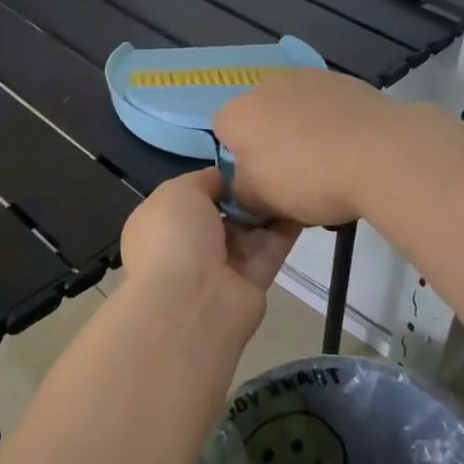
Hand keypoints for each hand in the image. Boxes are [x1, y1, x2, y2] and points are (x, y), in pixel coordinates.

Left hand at [119, 170, 299, 337]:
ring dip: (268, 208)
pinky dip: (287, 228)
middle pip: (223, 213)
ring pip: (249, 230)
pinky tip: (303, 201)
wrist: (193, 301)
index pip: (190, 197)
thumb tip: (224, 179)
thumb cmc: (174, 236)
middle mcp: (188, 245)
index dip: (215, 180)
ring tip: (293, 177)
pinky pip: (271, 248)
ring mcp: (221, 266)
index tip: (241, 162)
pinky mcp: (252, 282)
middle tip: (273, 166)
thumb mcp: (178, 191)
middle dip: (244, 193)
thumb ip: (203, 180)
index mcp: (161, 224)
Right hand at [213, 69, 406, 228]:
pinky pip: (328, 105)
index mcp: (238, 114)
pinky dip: (333, 122)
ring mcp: (309, 77)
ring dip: (304, 130)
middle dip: (272, 142)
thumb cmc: (310, 179)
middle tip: (296, 177)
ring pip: (295, 108)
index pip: (223, 134)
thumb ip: (242, 193)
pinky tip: (354, 148)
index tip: (263, 184)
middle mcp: (267, 85)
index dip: (239, 161)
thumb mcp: (263, 202)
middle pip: (260, 117)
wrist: (382, 153)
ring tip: (331, 164)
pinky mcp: (345, 79)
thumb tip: (245, 186)